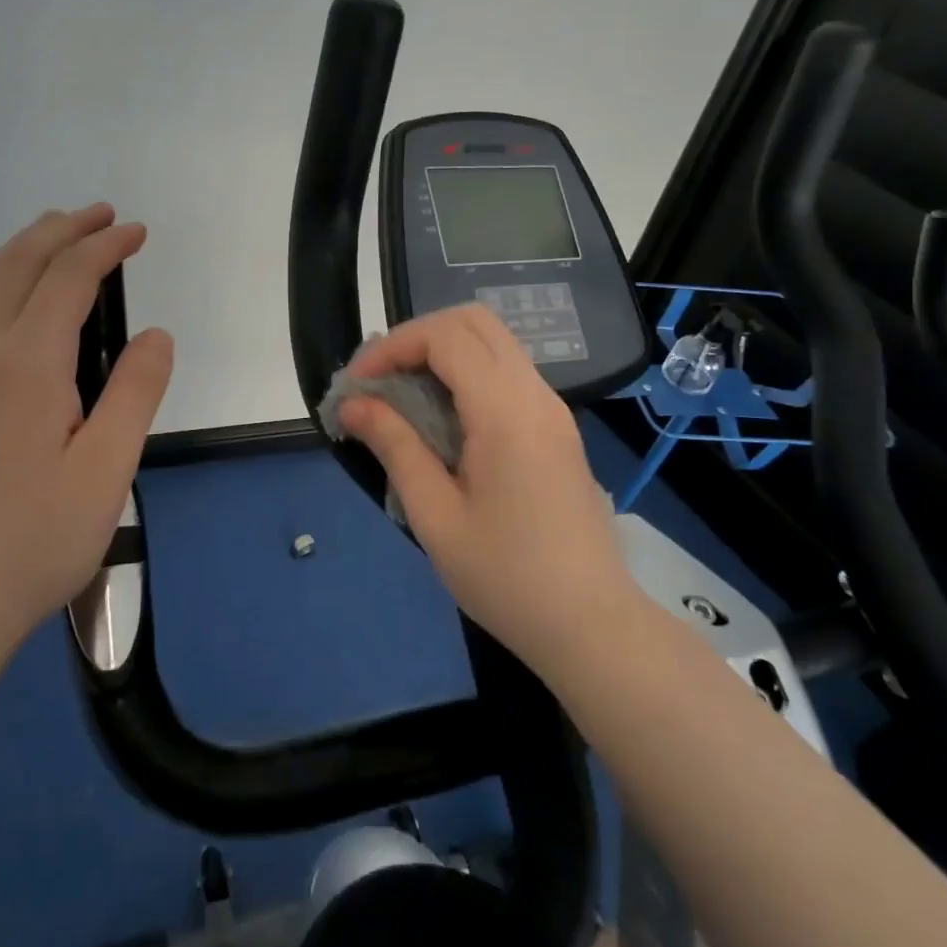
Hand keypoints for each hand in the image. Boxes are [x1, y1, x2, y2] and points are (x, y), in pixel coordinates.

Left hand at [0, 204, 174, 684]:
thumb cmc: (33, 541)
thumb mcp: (107, 470)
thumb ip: (135, 392)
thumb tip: (154, 334)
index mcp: (25, 364)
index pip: (68, 278)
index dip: (105, 247)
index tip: (137, 232)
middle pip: (17, 264)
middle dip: (62, 229)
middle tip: (102, 214)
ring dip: (26, 248)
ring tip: (60, 235)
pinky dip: (0, 278)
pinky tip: (17, 296)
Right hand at [336, 304, 635, 680]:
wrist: (592, 625)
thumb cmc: (507, 578)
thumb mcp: (435, 516)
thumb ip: (395, 447)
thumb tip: (354, 404)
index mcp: (506, 412)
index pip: (445, 337)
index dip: (393, 346)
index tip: (358, 384)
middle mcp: (535, 394)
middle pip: (474, 321)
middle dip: (418, 336)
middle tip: (381, 378)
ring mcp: (552, 408)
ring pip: (494, 342)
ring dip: (443, 352)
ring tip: (403, 395)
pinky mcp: (557, 427)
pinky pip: (508, 372)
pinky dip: (467, 373)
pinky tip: (442, 416)